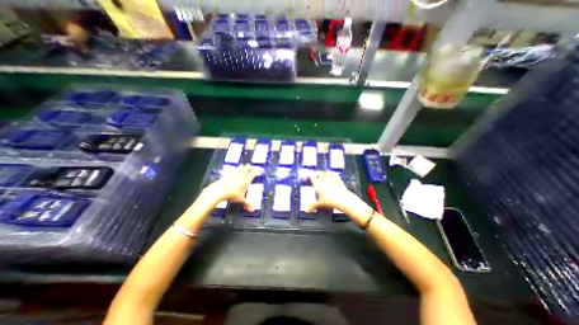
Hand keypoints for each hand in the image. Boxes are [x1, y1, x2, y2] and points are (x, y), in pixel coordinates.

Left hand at [202, 165, 258, 210]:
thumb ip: (247, 204)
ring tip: (242, 167)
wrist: (219, 191)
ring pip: (239, 167)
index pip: (253, 173)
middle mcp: (241, 175)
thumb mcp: (241, 200)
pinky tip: (232, 171)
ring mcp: (233, 174)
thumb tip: (253, 210)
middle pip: (246, 167)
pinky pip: (232, 170)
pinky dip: (233, 170)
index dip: (257, 170)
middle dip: (249, 167)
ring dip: (241, 167)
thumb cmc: (232, 195)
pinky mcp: (227, 174)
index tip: (259, 169)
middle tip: (250, 167)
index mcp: (246, 180)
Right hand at [307, 171, 357, 213]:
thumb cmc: (330, 202)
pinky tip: (331, 172)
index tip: (306, 176)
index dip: (308, 175)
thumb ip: (313, 206)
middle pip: (318, 173)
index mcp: (318, 184)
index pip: (312, 176)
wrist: (343, 199)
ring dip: (322, 172)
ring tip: (321, 172)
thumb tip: (307, 210)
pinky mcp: (338, 180)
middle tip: (313, 173)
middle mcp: (324, 180)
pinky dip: (331, 172)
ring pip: (325, 172)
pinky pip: (333, 174)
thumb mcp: (320, 204)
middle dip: (315, 173)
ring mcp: (331, 179)